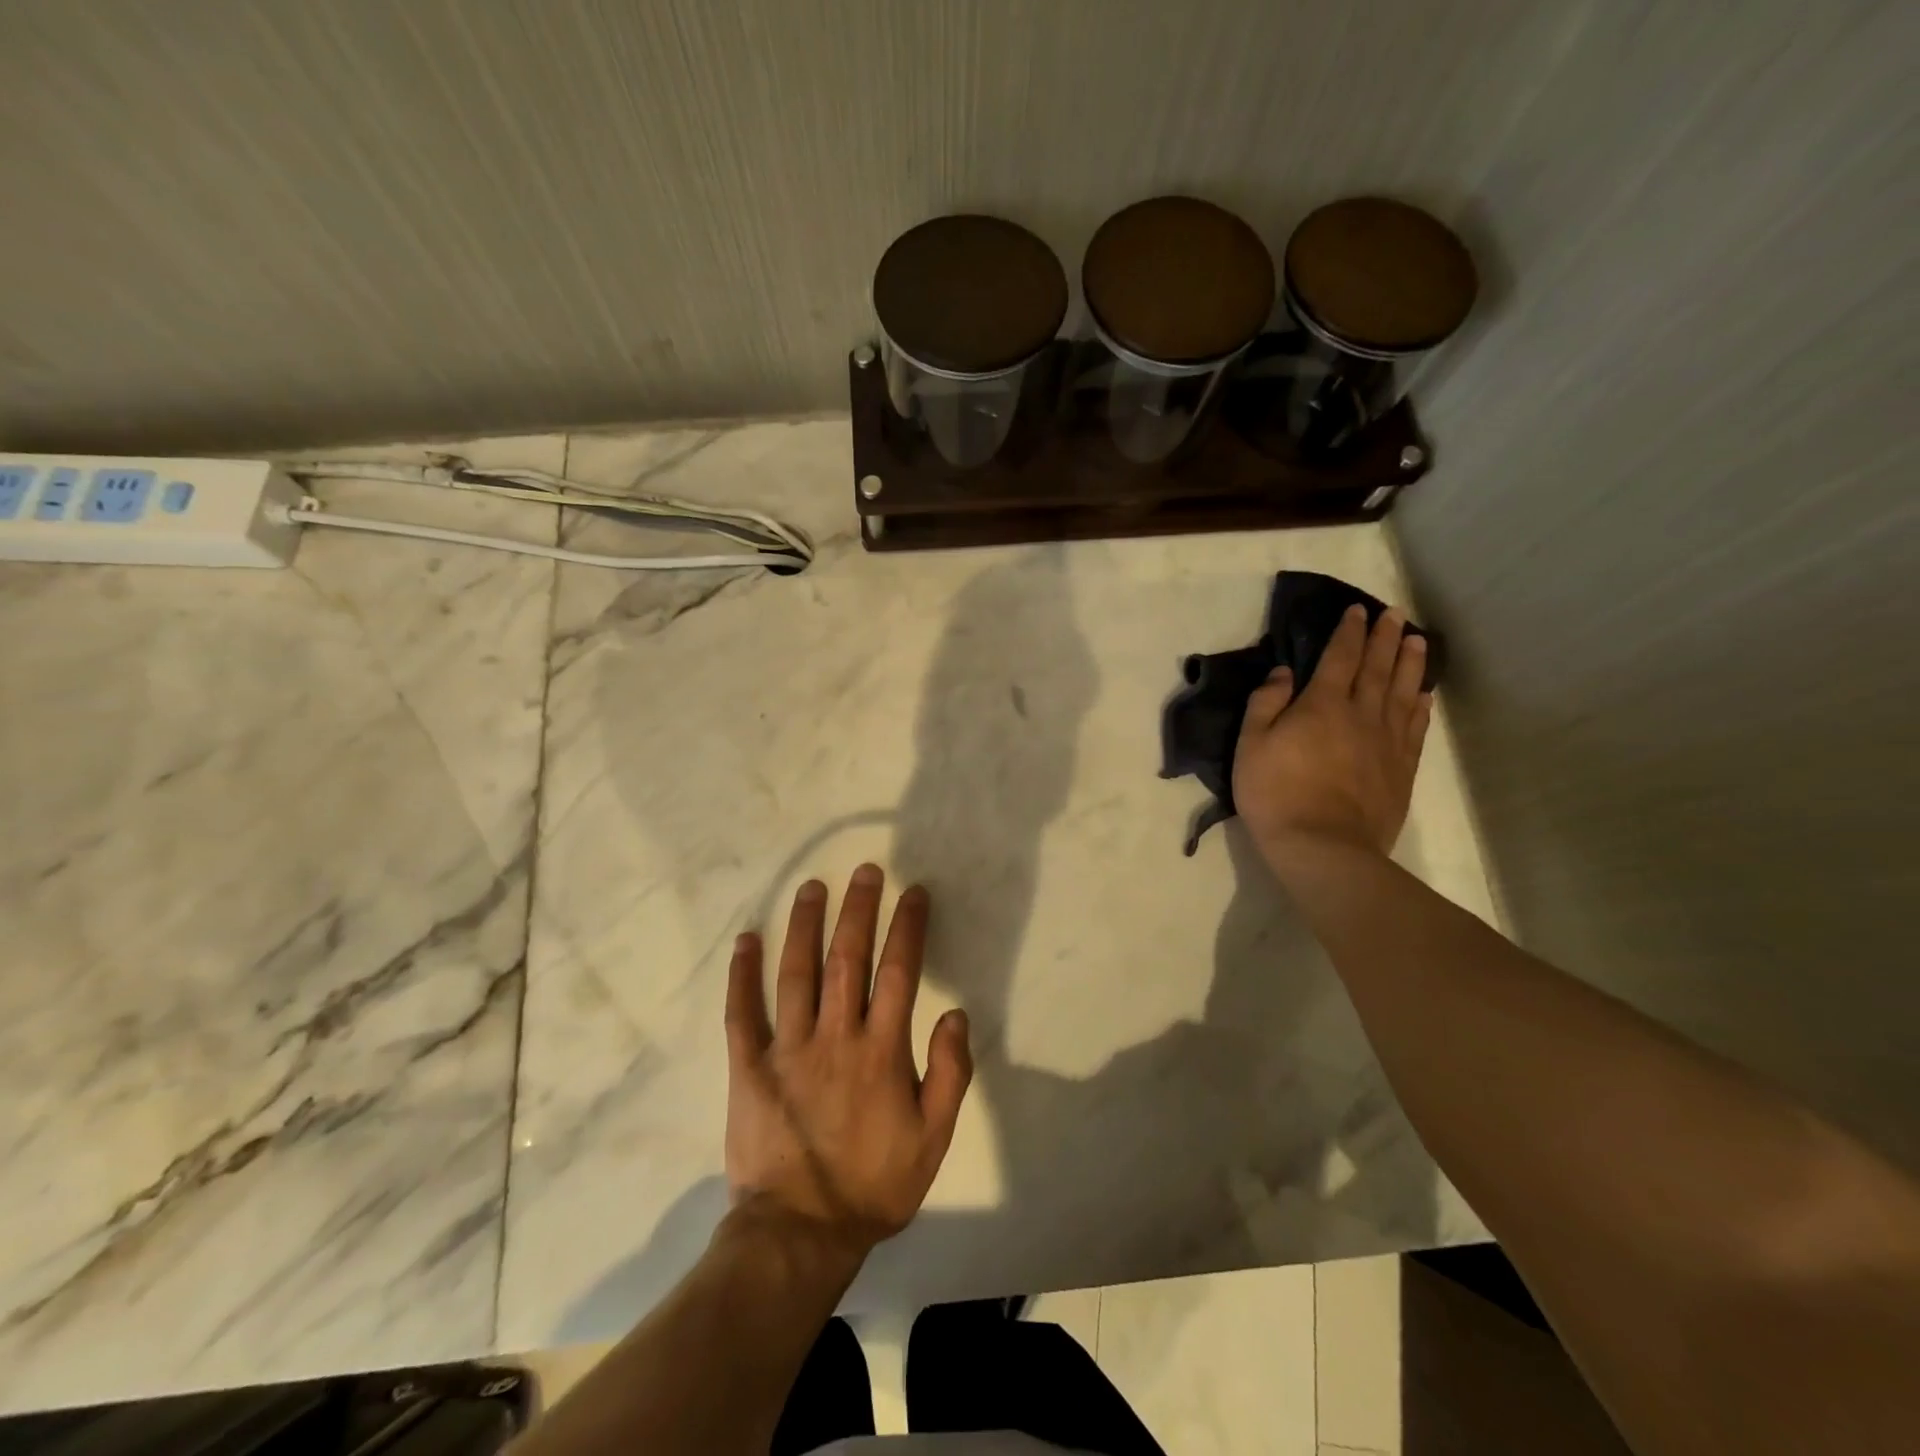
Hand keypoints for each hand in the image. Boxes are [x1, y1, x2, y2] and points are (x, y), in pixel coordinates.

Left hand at [724, 865, 972, 1254]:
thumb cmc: (874, 1185)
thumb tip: (954, 1013)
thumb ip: (950, 1073)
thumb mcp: (933, 1138)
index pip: (898, 971)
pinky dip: (742, 975)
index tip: (913, 892)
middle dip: (858, 909)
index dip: (907, 926)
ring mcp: (787, 1049)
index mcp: (881, 1051)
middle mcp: (835, 1036)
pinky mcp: (749, 1067)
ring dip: (804, 925)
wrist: (800, 1234)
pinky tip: (746, 940)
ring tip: (811, 887)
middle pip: (847, 958)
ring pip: (796, 973)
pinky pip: (743, 1013)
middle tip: (864, 870)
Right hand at [1232, 605, 1432, 868]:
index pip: (1340, 657)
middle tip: (1396, 614)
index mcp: (1322, 704)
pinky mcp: (1402, 768)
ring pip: (1403, 691)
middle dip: (1386, 637)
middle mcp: (1361, 714)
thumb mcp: (1251, 745)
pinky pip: (1415, 727)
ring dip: (1410, 663)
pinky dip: (1421, 705)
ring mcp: (1386, 741)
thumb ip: (1265, 703)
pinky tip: (1424, 694)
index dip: (1349, 631)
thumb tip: (1282, 671)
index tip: (1357, 610)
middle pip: (1378, 667)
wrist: (1322, 846)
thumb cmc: (1276, 793)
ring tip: (1418, 640)